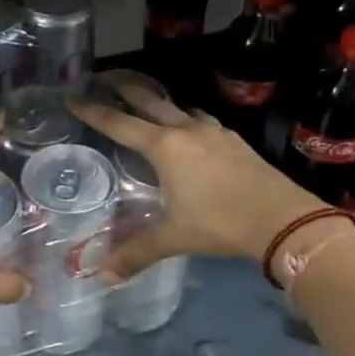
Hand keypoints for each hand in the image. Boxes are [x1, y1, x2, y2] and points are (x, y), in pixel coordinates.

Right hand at [71, 82, 320, 279]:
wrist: (281, 217)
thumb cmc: (219, 222)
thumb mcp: (174, 237)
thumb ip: (137, 253)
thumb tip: (103, 276)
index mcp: (165, 148)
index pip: (119, 124)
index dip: (94, 112)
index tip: (73, 98)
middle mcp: (187, 131)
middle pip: (150, 102)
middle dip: (126, 90)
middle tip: (106, 79)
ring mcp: (214, 132)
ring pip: (180, 108)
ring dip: (160, 103)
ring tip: (149, 105)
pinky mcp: (235, 141)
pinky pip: (202, 121)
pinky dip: (188, 120)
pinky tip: (192, 131)